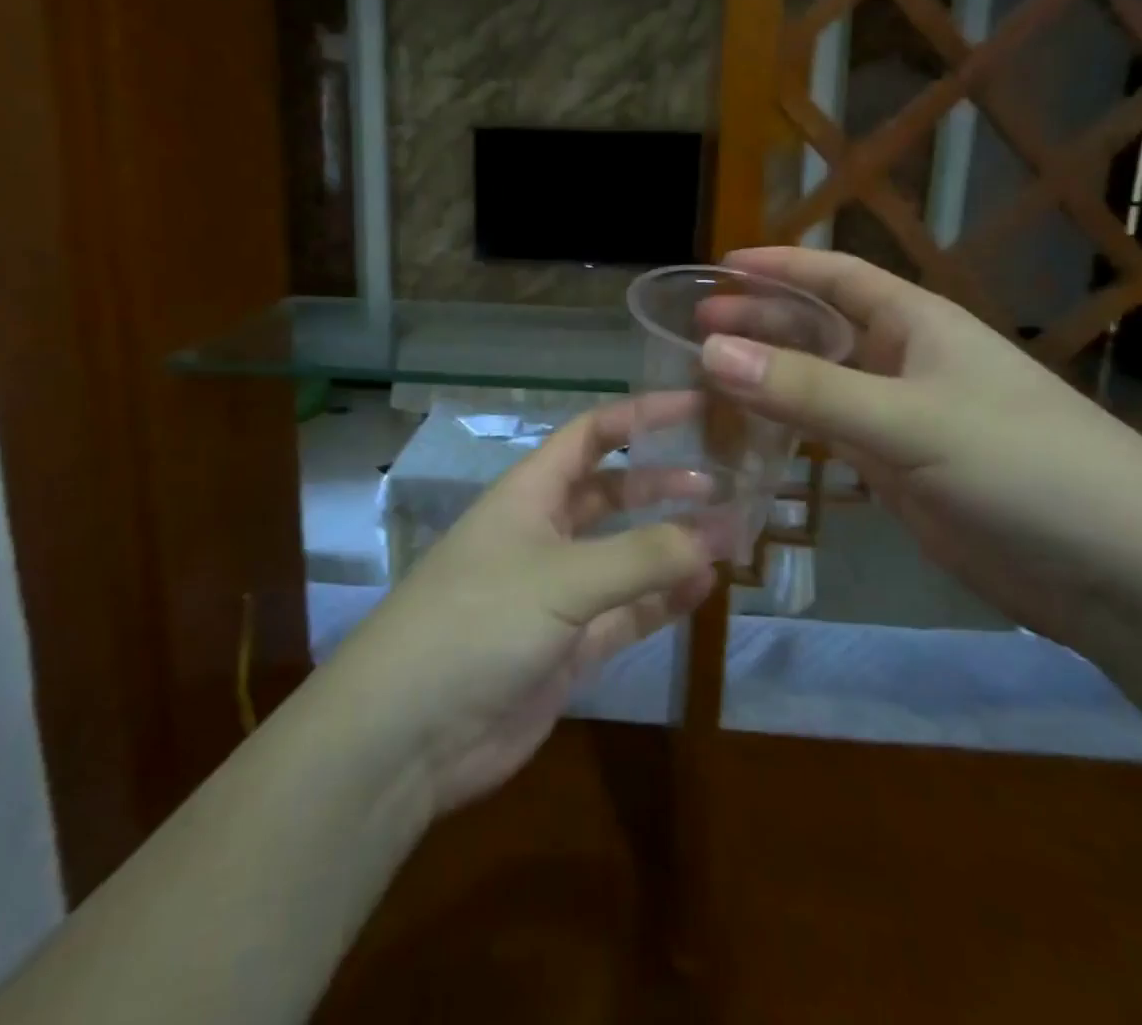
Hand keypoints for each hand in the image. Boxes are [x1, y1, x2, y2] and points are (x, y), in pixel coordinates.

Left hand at [320, 397, 716, 816]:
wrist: (409, 734)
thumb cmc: (478, 622)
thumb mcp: (562, 578)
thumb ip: (643, 556)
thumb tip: (721, 532)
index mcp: (530, 494)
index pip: (592, 434)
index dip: (642, 415)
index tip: (699, 406)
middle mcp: (545, 533)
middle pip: (613, 493)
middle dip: (664, 483)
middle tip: (725, 481)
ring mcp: (558, 592)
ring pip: (627, 555)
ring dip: (673, 544)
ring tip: (732, 534)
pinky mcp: (569, 646)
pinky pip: (627, 612)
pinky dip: (664, 599)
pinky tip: (705, 587)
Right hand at [698, 248, 1141, 644]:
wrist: (1117, 572)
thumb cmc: (1022, 467)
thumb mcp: (909, 420)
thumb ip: (808, 390)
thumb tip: (711, 351)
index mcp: (917, 324)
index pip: (837, 276)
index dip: (782, 265)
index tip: (723, 264)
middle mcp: (905, 362)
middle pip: (820, 328)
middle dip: (761, 321)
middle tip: (695, 326)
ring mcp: (901, 418)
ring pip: (819, 383)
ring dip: (769, 376)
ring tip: (708, 376)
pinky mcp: (899, 470)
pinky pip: (829, 434)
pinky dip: (789, 427)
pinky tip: (751, 433)